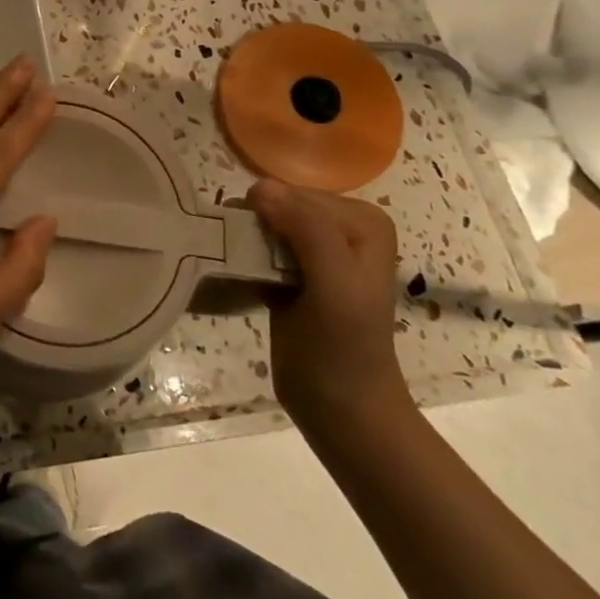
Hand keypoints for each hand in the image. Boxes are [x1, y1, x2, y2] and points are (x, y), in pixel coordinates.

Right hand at [246, 180, 407, 428]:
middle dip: (254, 227)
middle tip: (240, 259)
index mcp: (363, 221)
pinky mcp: (292, 274)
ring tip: (236, 268)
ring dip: (243, 242)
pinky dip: (241, 259)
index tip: (251, 248)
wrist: (342, 411)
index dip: (269, 215)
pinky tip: (237, 277)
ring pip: (263, 226)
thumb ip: (306, 230)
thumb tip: (259, 188)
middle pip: (278, 206)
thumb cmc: (344, 347)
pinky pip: (257, 248)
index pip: (295, 194)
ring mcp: (316, 251)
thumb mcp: (334, 284)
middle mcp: (342, 228)